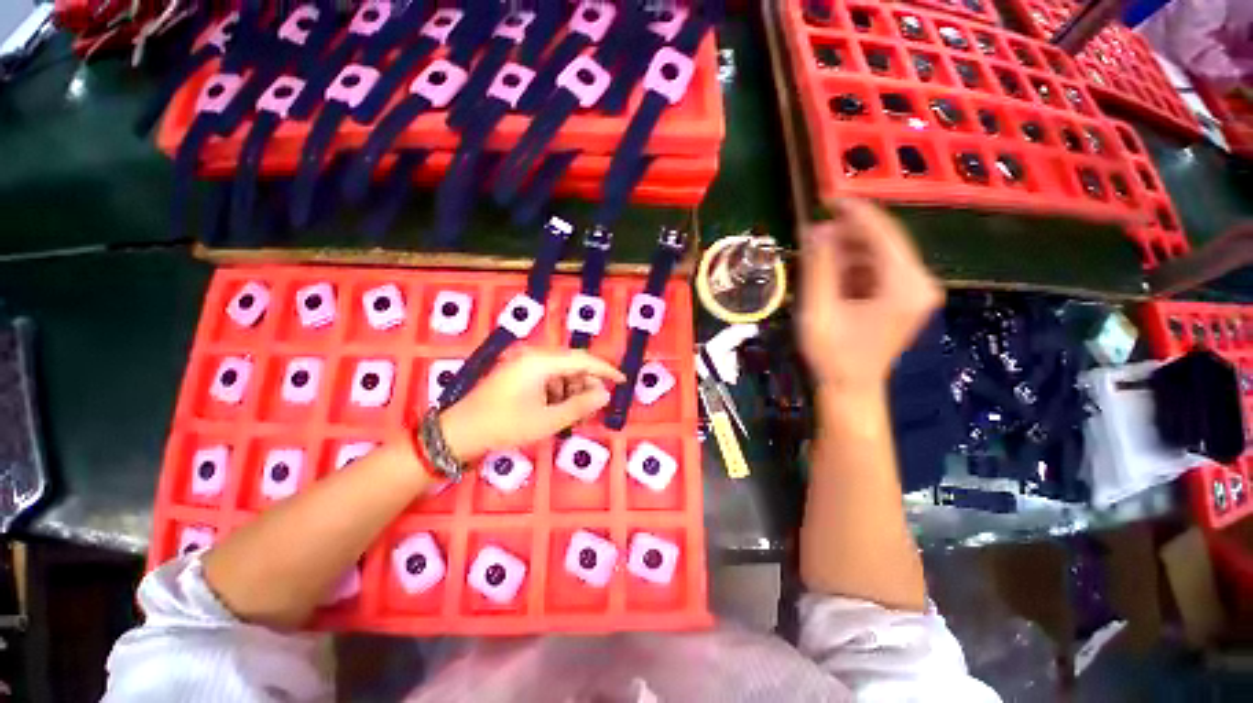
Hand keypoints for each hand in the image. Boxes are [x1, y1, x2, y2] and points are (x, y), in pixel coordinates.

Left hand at [437, 349, 625, 462]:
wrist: (459, 432)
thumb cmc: (505, 426)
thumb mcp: (547, 420)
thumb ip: (580, 405)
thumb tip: (605, 394)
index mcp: (541, 361)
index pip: (583, 359)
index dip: (605, 369)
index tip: (622, 380)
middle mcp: (533, 356)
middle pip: (572, 364)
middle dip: (587, 383)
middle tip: (594, 405)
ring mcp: (523, 363)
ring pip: (560, 371)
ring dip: (572, 389)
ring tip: (575, 412)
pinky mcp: (517, 372)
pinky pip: (547, 376)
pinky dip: (557, 391)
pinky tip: (557, 408)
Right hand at [796, 198, 942, 393]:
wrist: (849, 387)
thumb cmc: (832, 353)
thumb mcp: (818, 308)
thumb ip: (819, 267)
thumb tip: (817, 228)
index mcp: (905, 285)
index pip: (884, 234)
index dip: (856, 212)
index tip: (829, 197)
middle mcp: (919, 283)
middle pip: (884, 242)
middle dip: (848, 233)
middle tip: (812, 233)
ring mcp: (915, 291)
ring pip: (880, 254)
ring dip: (848, 250)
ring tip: (816, 254)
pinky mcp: (904, 298)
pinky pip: (879, 269)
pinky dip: (854, 266)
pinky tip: (831, 272)